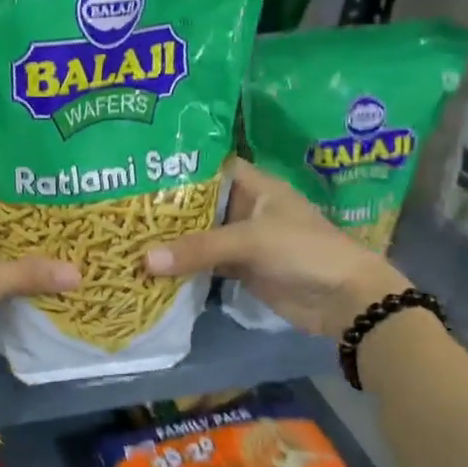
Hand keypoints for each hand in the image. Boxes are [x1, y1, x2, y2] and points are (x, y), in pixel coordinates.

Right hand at [143, 159, 409, 336]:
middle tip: (122, 206)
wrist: (344, 300)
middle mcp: (245, 207)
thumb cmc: (304, 251)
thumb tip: (144, 261)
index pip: (210, 166)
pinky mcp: (240, 269)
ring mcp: (242, 240)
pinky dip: (181, 265)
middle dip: (166, 206)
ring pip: (199, 234)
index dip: (179, 166)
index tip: (141, 169)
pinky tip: (150, 265)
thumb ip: (199, 248)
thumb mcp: (251, 241)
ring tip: (127, 234)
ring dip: (170, 239)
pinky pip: (204, 262)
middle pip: (199, 203)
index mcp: (255, 185)